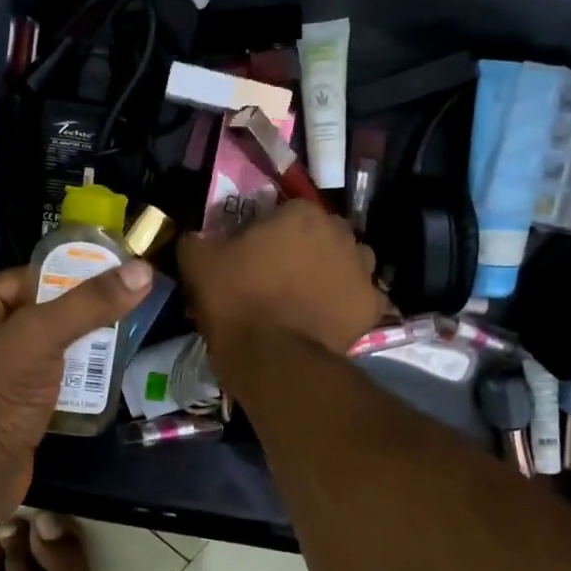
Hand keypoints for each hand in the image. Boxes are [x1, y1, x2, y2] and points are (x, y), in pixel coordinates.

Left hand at [0, 259, 154, 504]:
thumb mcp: (41, 337)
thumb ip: (89, 303)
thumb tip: (142, 270)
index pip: (26, 278)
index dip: (69, 277)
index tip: (112, 281)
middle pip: (38, 311)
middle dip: (79, 314)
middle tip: (122, 312)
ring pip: (44, 346)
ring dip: (79, 346)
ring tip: (118, 341)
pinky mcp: (5, 403)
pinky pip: (43, 376)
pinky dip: (70, 374)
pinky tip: (100, 374)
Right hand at [177, 200, 386, 358]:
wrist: (272, 358)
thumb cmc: (236, 300)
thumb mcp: (198, 262)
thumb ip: (198, 238)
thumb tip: (198, 235)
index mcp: (302, 214)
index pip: (287, 212)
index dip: (270, 232)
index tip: (255, 254)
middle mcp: (340, 233)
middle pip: (323, 235)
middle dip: (307, 249)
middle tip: (282, 276)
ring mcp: (362, 271)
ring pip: (348, 262)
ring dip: (332, 272)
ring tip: (308, 297)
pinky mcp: (372, 307)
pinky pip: (360, 299)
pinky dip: (347, 306)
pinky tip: (327, 319)